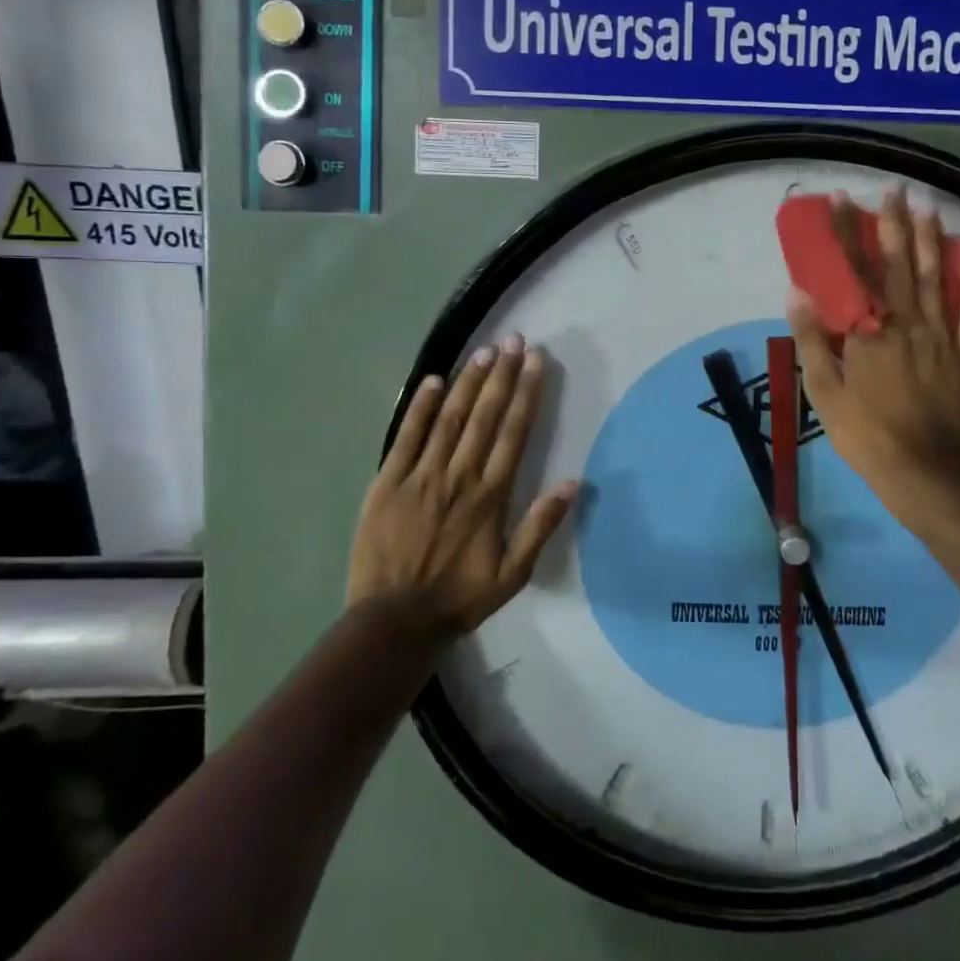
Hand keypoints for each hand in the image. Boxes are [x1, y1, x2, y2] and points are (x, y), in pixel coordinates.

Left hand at [346, 335, 578, 640]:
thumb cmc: (459, 596)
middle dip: (502, 374)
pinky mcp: (387, 482)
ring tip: (484, 352)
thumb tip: (573, 483)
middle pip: (485, 415)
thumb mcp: (513, 573)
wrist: (394, 620)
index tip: (535, 361)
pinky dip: (419, 407)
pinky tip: (434, 381)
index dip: (526, 393)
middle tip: (513, 340)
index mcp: (490, 495)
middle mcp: (459, 476)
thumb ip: (540, 526)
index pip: (514, 432)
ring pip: (449, 418)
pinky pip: (406, 437)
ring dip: (468, 382)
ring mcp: (420, 476)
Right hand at [786, 188, 959, 521]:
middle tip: (895, 189)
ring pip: (936, 279)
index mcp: (868, 330)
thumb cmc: (863, 432)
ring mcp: (939, 337)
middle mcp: (905, 322)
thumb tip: (797, 291)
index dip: (846, 233)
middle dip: (894, 224)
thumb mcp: (823, 389)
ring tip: (929, 207)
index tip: (841, 200)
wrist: (921, 470)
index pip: (853, 271)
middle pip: (899, 264)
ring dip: (932, 241)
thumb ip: (811, 338)